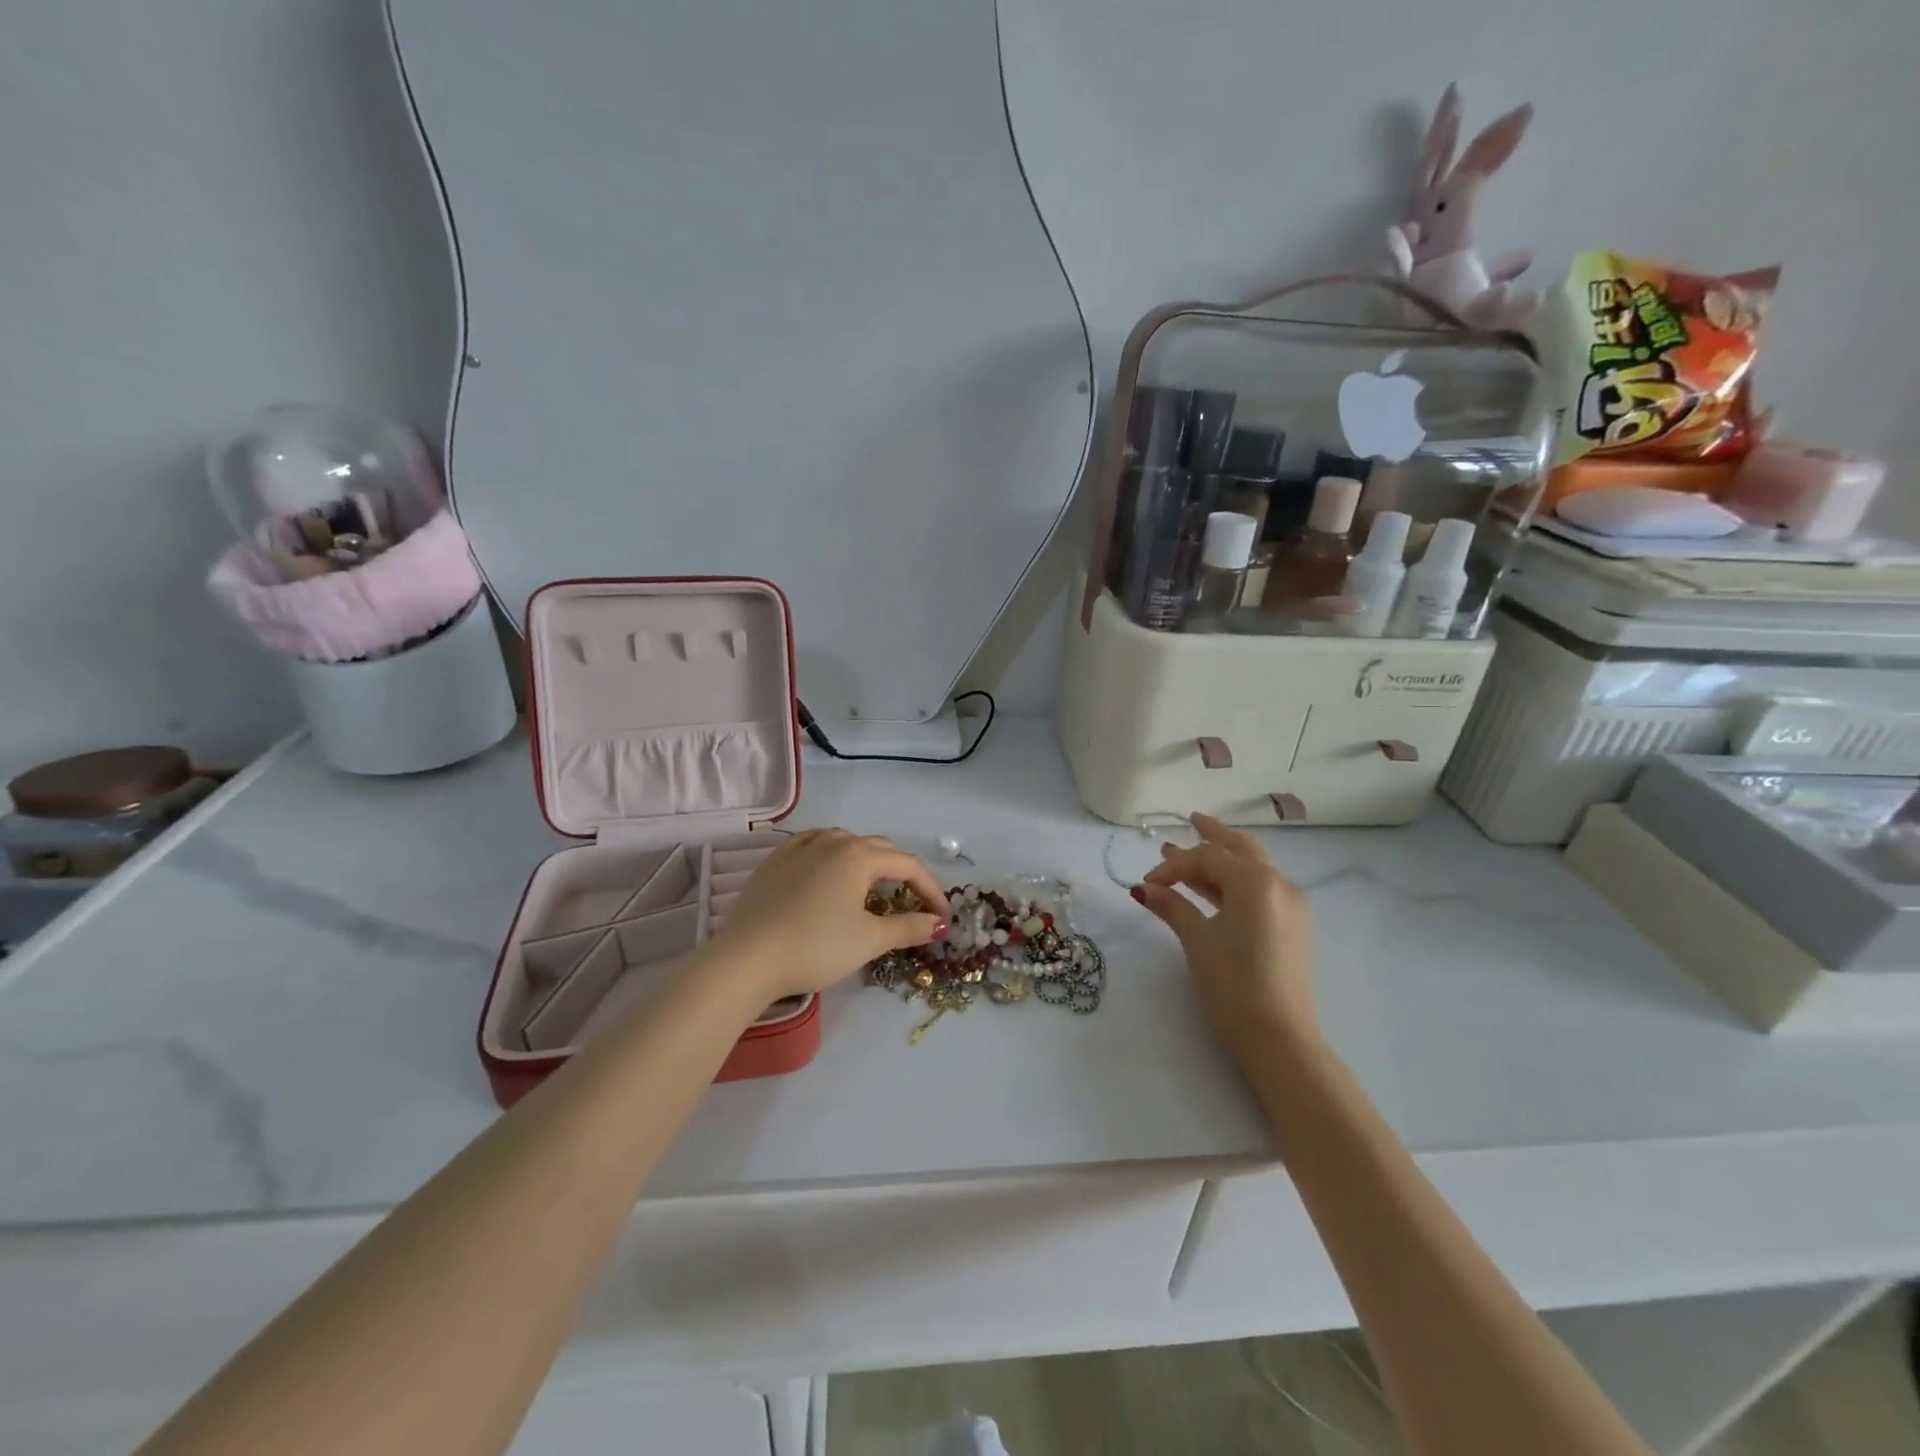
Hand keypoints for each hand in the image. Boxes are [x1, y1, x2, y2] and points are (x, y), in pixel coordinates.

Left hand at [705, 828, 950, 1001]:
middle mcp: (832, 841)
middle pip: (880, 849)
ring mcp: (800, 847)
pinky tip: (830, 869)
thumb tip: (939, 923)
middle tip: (914, 903)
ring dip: (868, 861)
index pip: (908, 865)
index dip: (931, 889)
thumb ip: (909, 927)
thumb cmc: (816, 947)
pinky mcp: (775, 860)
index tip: (942, 916)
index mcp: (859, 855)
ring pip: (846, 842)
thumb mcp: (869, 940)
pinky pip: (814, 845)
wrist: (746, 959)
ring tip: (874, 887)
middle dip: (903, 874)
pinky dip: (833, 855)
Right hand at [1132, 814, 1318, 1070]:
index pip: (1207, 857)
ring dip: (1222, 859)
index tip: (1147, 882)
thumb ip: (1171, 906)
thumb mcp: (1196, 940)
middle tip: (1190, 821)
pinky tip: (1213, 889)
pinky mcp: (1292, 927)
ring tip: (1192, 852)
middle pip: (1240, 849)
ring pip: (1253, 867)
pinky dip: (1235, 882)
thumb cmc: (1232, 984)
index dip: (1173, 865)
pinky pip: (1261, 889)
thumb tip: (1143, 888)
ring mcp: (1290, 906)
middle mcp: (1279, 884)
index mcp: (1256, 880)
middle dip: (1212, 836)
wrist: (1279, 1038)